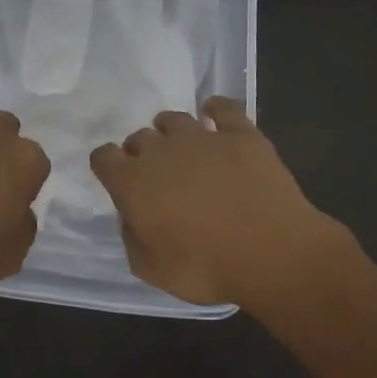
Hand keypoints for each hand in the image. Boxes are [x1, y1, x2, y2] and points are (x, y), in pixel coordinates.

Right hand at [89, 98, 342, 308]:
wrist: (272, 253)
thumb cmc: (207, 268)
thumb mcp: (152, 271)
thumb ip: (133, 238)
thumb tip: (132, 216)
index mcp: (133, 182)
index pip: (103, 157)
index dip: (108, 167)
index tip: (119, 181)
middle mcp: (161, 150)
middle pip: (139, 138)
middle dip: (143, 154)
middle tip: (159, 178)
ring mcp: (201, 136)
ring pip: (173, 118)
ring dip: (171, 131)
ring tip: (184, 149)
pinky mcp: (239, 133)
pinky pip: (222, 107)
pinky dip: (215, 109)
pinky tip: (215, 116)